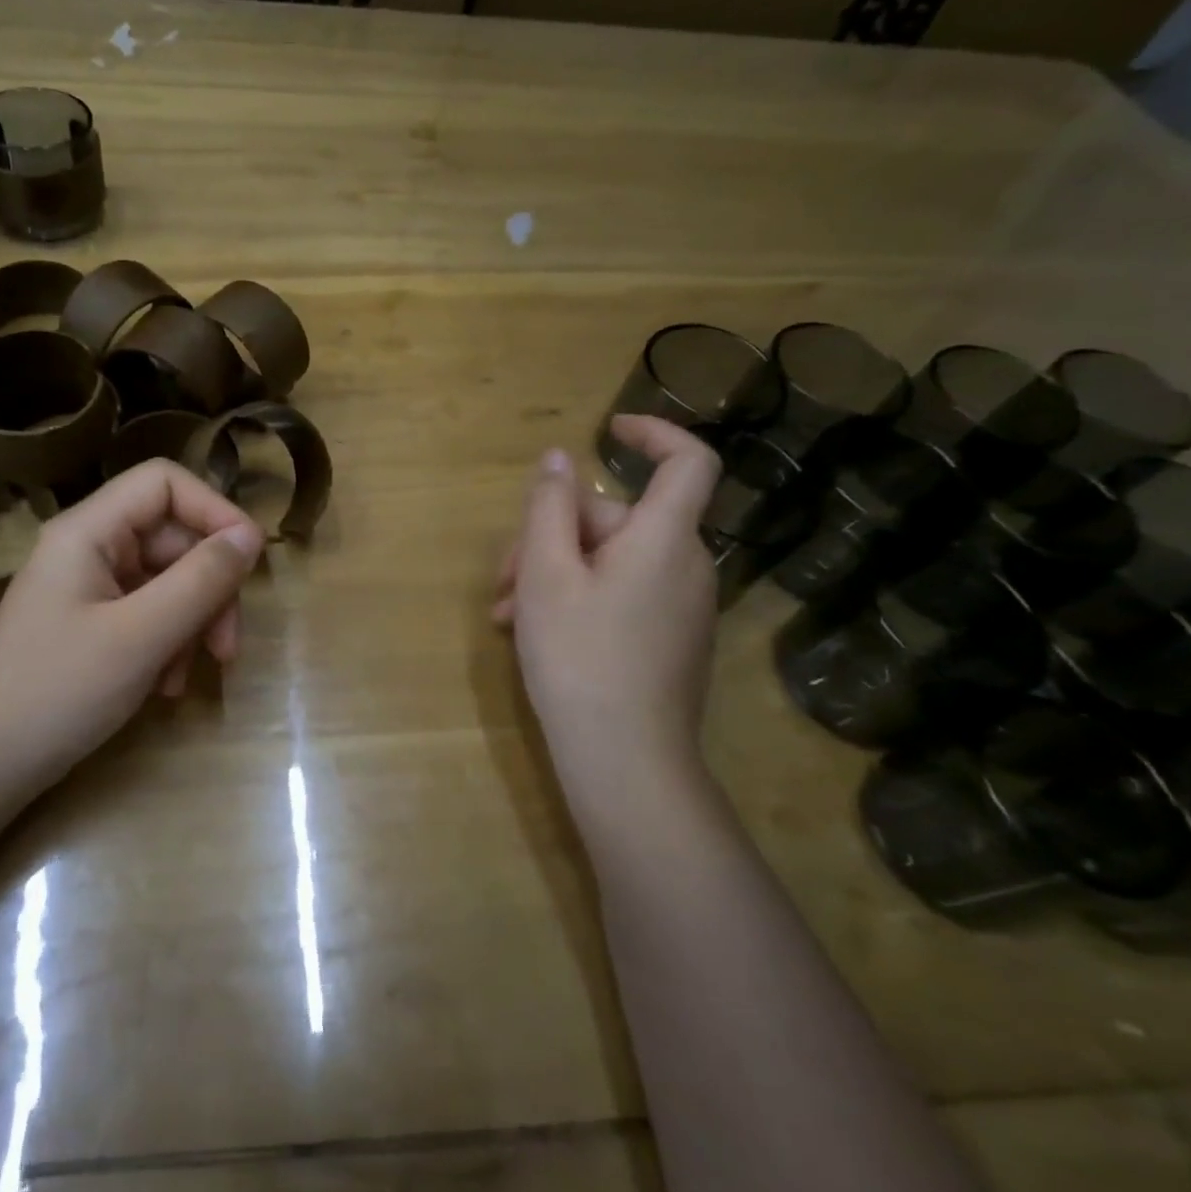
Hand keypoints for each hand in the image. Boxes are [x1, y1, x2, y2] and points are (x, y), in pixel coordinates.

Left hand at [0, 460, 263, 786]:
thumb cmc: (59, 692)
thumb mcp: (142, 636)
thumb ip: (201, 581)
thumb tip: (251, 537)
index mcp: (88, 531)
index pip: (164, 483)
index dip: (214, 510)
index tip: (249, 559)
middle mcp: (89, 548)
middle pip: (172, 538)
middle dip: (209, 588)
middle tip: (227, 647)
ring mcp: (89, 587)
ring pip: (167, 580)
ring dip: (192, 624)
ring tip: (190, 675)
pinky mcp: (92, 623)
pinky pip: (148, 613)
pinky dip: (168, 643)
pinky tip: (166, 687)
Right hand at [493, 416, 722, 782]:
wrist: (625, 762)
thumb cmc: (580, 657)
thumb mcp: (547, 574)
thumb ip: (549, 507)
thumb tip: (558, 459)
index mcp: (664, 539)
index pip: (687, 462)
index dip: (653, 432)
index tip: (608, 429)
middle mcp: (684, 565)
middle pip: (615, 520)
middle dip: (550, 536)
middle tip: (503, 577)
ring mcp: (679, 607)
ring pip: (607, 562)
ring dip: (551, 574)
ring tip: (505, 614)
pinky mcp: (667, 640)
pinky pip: (618, 596)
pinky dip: (575, 600)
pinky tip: (531, 632)